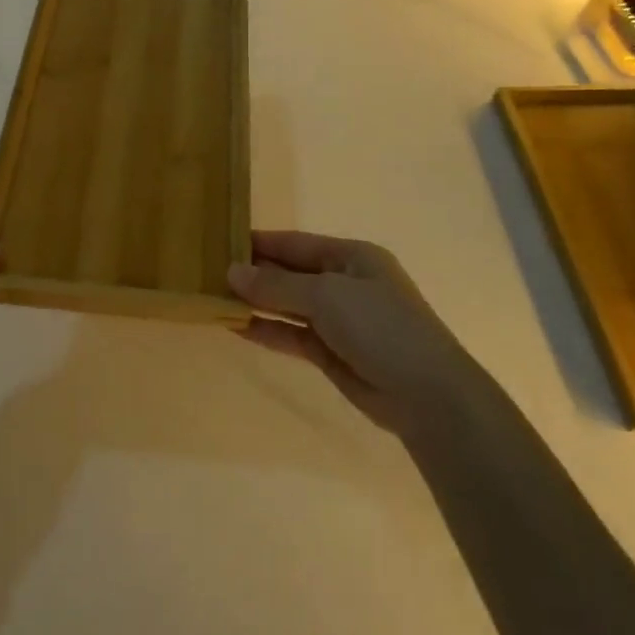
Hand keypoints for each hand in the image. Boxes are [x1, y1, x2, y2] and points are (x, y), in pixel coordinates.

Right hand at [228, 231, 468, 433]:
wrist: (426, 394)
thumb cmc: (380, 326)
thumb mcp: (327, 295)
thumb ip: (277, 284)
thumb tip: (232, 272)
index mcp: (352, 257)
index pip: (296, 243)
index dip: (260, 242)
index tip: (222, 241)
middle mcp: (344, 283)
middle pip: (290, 273)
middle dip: (254, 274)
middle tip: (208, 272)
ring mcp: (338, 320)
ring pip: (288, 305)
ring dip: (256, 303)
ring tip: (214, 298)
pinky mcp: (331, 352)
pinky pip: (291, 335)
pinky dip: (266, 330)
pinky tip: (235, 327)